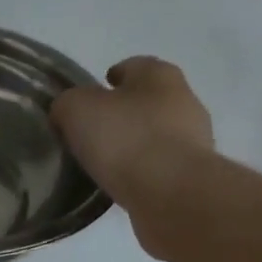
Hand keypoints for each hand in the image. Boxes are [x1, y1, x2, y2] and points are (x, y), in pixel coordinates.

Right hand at [51, 56, 213, 207]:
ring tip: (105, 163)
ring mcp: (194, 140)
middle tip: (93, 132)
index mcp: (160, 75)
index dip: (109, 78)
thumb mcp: (77, 110)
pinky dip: (144, 171)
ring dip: (135, 144)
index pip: (133, 66)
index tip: (89, 97)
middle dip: (123, 113)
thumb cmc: (126, 140)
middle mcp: (184, 100)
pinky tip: (123, 184)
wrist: (172, 195)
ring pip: (157, 135)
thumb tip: (67, 111)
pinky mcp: (193, 176)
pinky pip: (161, 167)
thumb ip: (68, 104)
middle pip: (147, 101)